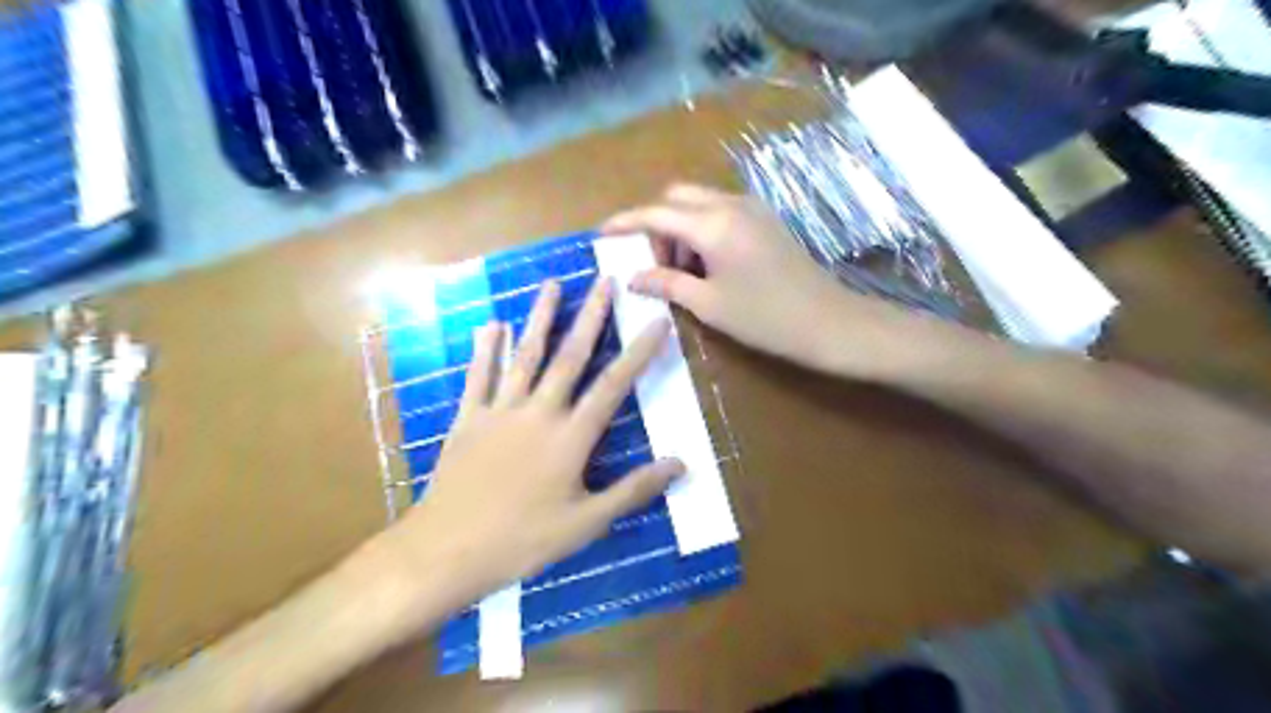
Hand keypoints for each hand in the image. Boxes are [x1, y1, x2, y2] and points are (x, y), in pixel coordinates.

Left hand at [381, 274, 684, 606]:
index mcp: (571, 437)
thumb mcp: (587, 523)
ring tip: (552, 285)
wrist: (448, 550)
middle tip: (604, 281)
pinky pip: (479, 376)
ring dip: (540, 319)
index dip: (639, 352)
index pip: (613, 385)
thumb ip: (633, 490)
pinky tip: (490, 325)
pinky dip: (485, 350)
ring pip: (524, 356)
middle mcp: (539, 412)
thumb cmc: (523, 540)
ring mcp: (500, 411)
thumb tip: (680, 464)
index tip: (656, 320)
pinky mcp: (468, 419)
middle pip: (570, 356)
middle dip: (591, 316)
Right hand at [603, 183, 918, 377]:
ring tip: (681, 273)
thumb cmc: (764, 318)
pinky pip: (720, 212)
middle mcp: (730, 205)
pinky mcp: (764, 219)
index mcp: (712, 225)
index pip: (656, 213)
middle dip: (656, 224)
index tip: (602, 232)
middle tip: (652, 264)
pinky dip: (702, 230)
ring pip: (699, 203)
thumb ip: (666, 284)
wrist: (827, 321)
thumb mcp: (708, 304)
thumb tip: (633, 278)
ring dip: (680, 228)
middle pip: (677, 198)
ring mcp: (751, 209)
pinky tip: (707, 265)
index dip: (626, 221)